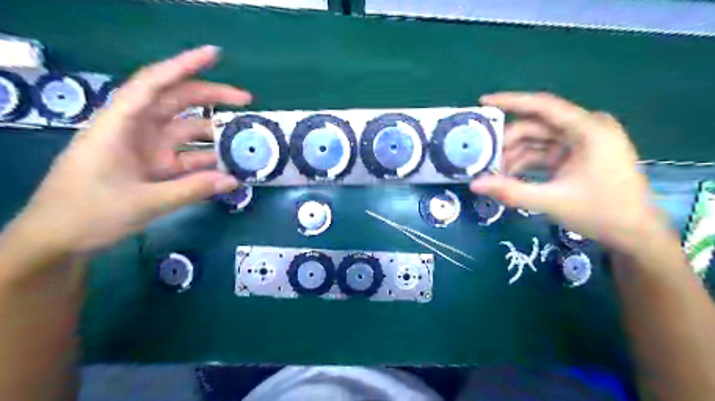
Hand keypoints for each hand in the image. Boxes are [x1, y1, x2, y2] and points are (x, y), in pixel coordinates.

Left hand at [6, 46, 248, 254]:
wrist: (59, 238)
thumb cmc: (88, 213)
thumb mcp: (144, 203)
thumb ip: (193, 189)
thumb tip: (235, 180)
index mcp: (121, 125)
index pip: (154, 84)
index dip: (184, 65)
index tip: (216, 55)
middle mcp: (136, 129)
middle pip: (177, 102)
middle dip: (212, 97)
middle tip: (247, 102)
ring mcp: (148, 148)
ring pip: (187, 130)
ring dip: (215, 133)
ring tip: (245, 139)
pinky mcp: (156, 166)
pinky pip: (188, 157)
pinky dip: (208, 160)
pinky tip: (229, 166)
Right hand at [473, 92, 670, 251]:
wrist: (634, 233)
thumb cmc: (600, 213)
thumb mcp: (551, 202)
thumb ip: (511, 191)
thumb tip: (474, 184)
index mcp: (588, 130)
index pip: (543, 106)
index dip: (511, 101)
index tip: (483, 101)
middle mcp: (586, 128)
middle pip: (536, 126)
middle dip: (508, 143)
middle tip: (484, 160)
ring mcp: (582, 141)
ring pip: (538, 140)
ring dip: (515, 155)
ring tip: (494, 174)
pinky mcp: (577, 154)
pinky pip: (544, 152)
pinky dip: (526, 162)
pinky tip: (510, 176)